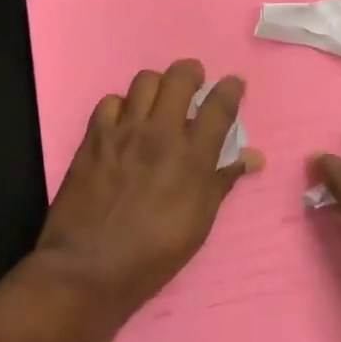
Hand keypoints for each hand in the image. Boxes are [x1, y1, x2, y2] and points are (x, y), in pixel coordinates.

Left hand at [36, 60, 262, 312]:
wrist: (88, 268)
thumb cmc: (154, 254)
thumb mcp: (200, 223)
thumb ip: (222, 181)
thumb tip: (252, 157)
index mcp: (193, 157)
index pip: (219, 104)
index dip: (231, 88)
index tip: (233, 85)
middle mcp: (160, 134)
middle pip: (180, 77)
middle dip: (192, 73)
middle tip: (195, 85)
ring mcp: (124, 132)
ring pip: (145, 81)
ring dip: (158, 86)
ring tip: (159, 102)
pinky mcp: (93, 138)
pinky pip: (110, 101)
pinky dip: (122, 106)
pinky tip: (124, 123)